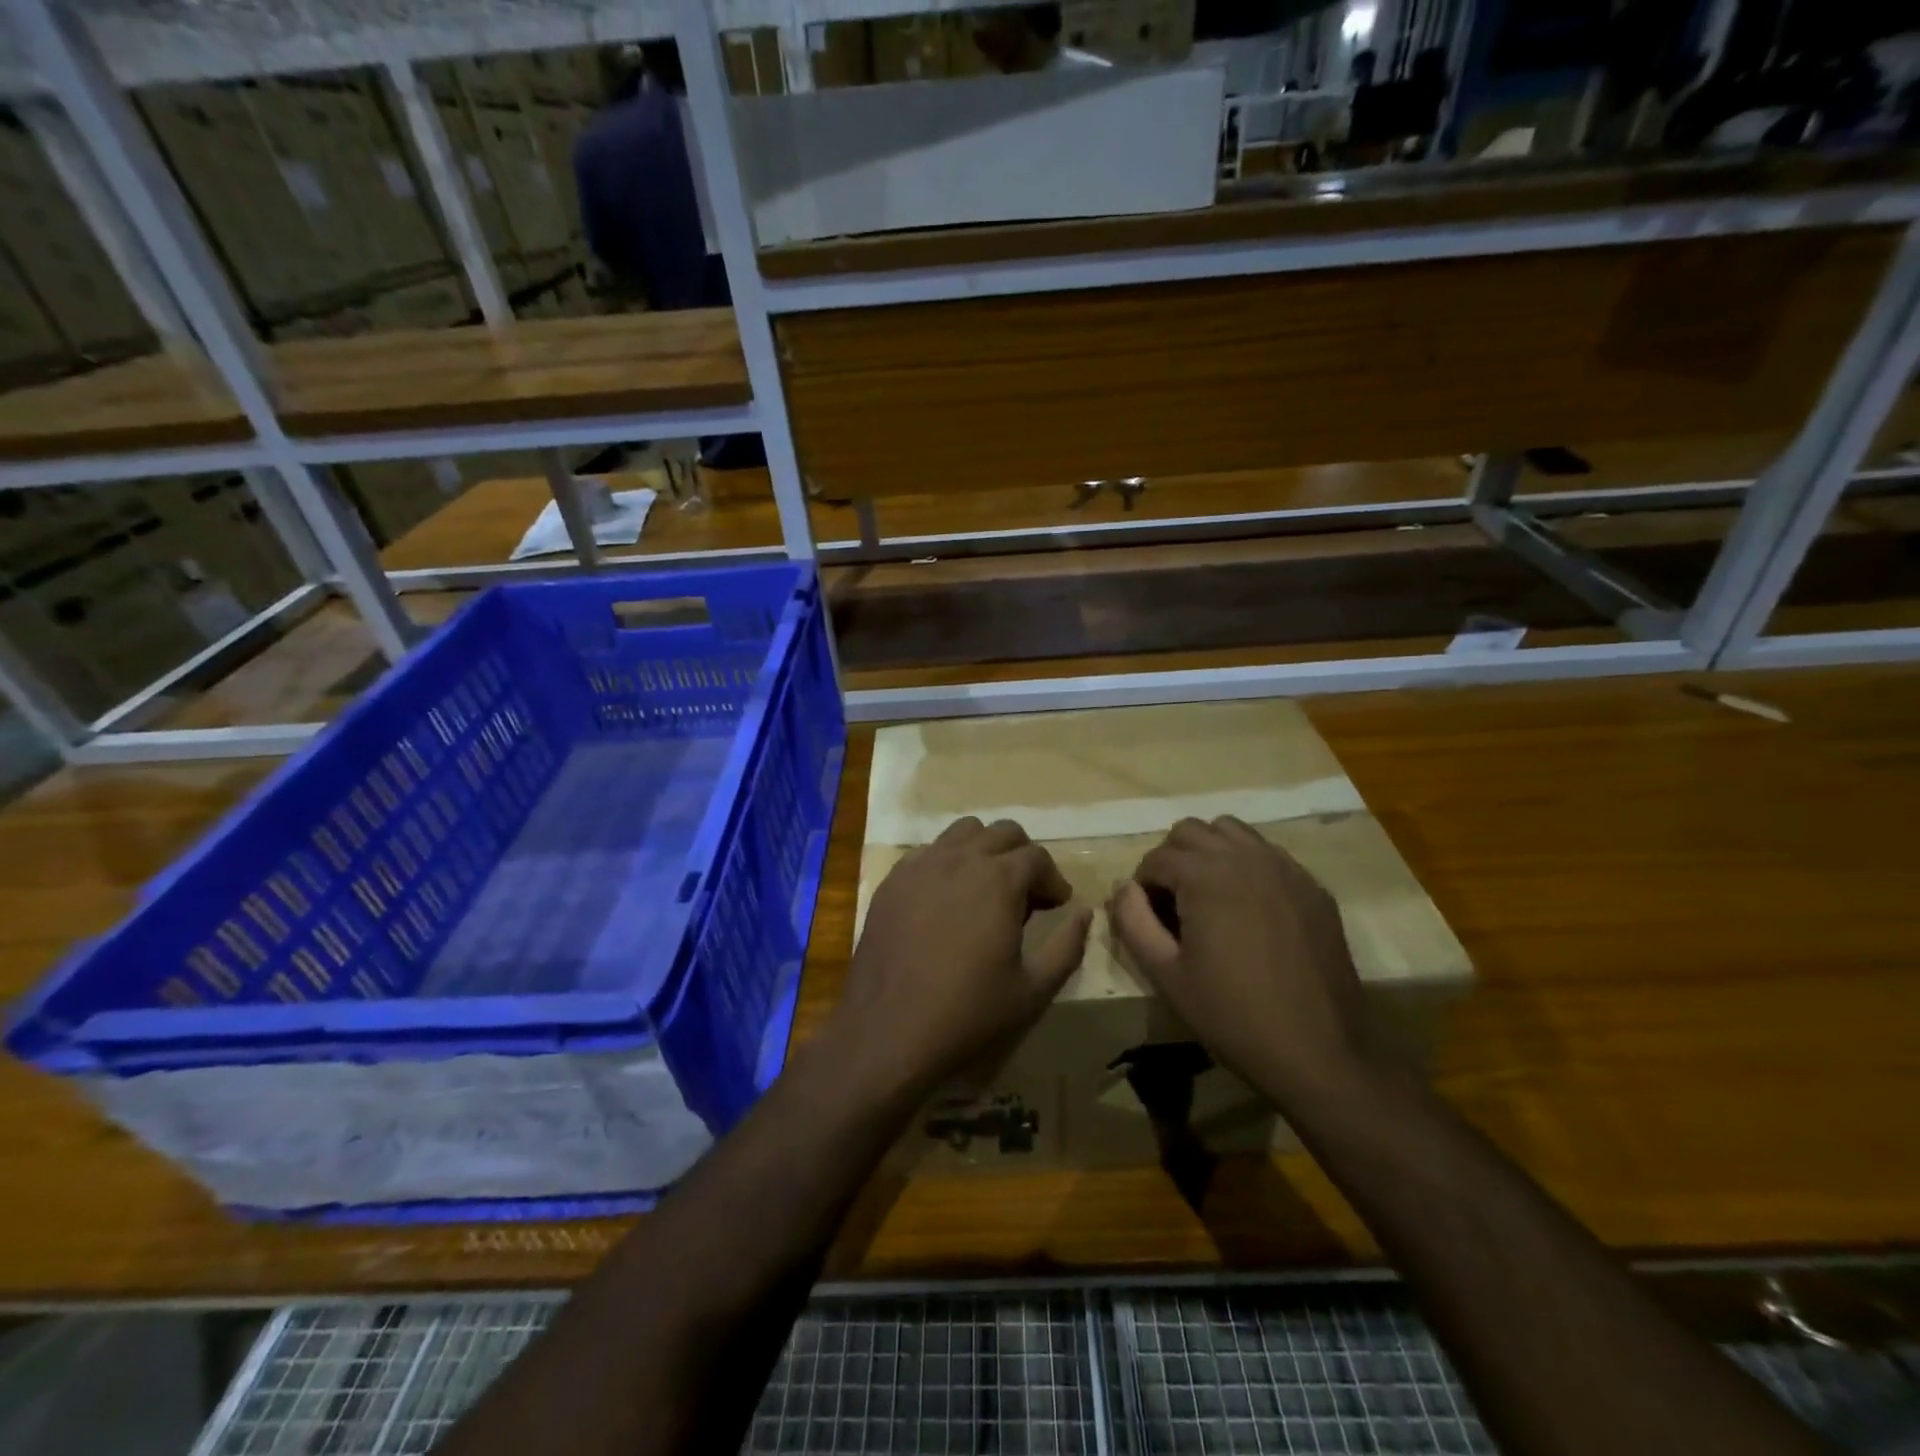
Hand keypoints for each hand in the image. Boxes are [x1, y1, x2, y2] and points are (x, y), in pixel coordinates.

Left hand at [829, 817, 1091, 1102]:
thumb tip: (1084, 913)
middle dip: (1023, 857)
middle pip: (1003, 833)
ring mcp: (921, 865)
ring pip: (963, 832)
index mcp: (999, 880)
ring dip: (985, 850)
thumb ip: (1067, 946)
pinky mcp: (892, 881)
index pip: (1037, 857)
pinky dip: (948, 862)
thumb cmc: (967, 1013)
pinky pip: (928, 852)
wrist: (887, 1031)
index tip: (1056, 906)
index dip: (1053, 880)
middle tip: (1026, 895)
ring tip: (987, 889)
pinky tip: (946, 899)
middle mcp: (960, 858)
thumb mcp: (1032, 990)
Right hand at [1107, 815, 1386, 1106]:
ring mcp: (1285, 868)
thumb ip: (1133, 921)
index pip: (1156, 857)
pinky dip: (1247, 865)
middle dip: (1172, 859)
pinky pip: (1268, 854)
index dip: (1142, 886)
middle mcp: (1245, 857)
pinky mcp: (1313, 887)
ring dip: (1209, 852)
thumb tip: (1122, 887)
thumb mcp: (1166, 974)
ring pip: (1232, 831)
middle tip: (1172, 904)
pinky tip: (1250, 910)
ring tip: (1208, 896)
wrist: (1319, 1052)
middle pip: (1191, 831)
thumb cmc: (1232, 1015)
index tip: (1147, 918)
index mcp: (1205, 875)